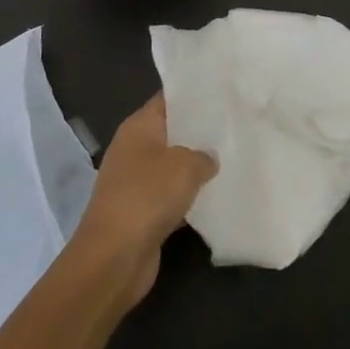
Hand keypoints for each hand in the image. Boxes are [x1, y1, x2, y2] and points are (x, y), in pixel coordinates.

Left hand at [69, 94, 216, 308]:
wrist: (114, 257)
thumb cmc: (147, 196)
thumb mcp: (185, 165)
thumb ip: (203, 155)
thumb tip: (209, 158)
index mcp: (138, 126)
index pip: (168, 99)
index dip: (193, 94)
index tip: (223, 91)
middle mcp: (134, 149)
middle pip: (171, 132)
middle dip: (199, 131)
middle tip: (235, 125)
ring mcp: (135, 181)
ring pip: (173, 166)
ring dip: (196, 167)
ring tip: (233, 157)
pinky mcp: (141, 211)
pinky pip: (171, 195)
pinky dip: (189, 196)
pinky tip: (217, 195)